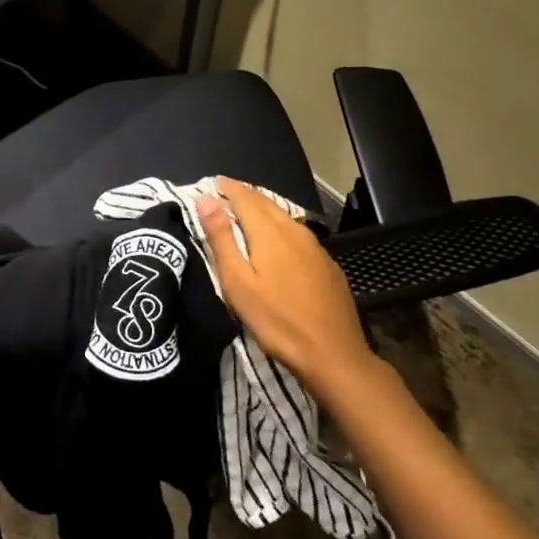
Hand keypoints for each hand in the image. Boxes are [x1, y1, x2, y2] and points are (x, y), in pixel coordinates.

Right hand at [196, 177, 377, 391]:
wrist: (333, 354)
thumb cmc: (276, 320)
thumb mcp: (237, 282)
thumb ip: (221, 238)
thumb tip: (206, 199)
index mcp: (269, 232)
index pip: (245, 197)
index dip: (228, 188)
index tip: (213, 183)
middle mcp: (294, 231)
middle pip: (266, 203)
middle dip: (245, 195)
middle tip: (226, 193)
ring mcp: (315, 247)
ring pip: (284, 217)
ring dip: (263, 209)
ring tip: (246, 213)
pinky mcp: (327, 264)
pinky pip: (298, 234)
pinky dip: (280, 227)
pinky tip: (277, 241)